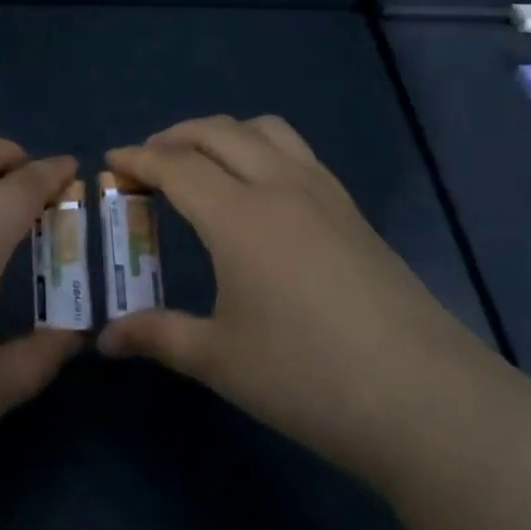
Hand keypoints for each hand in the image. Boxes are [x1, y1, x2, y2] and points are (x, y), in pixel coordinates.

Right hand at [96, 115, 500, 479]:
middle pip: (217, 132)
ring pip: (264, 129)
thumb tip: (104, 341)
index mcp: (238, 215)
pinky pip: (296, 151)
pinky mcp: (352, 210)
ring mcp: (323, 192)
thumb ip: (158, 336)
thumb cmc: (308, 377)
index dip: (138, 158)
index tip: (111, 161)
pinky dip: (261, 148)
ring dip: (223, 133)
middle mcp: (278, 185)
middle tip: (148, 162)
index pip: (176, 165)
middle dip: (174, 136)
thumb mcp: (221, 359)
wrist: (426, 399)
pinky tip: (259, 190)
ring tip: (202, 163)